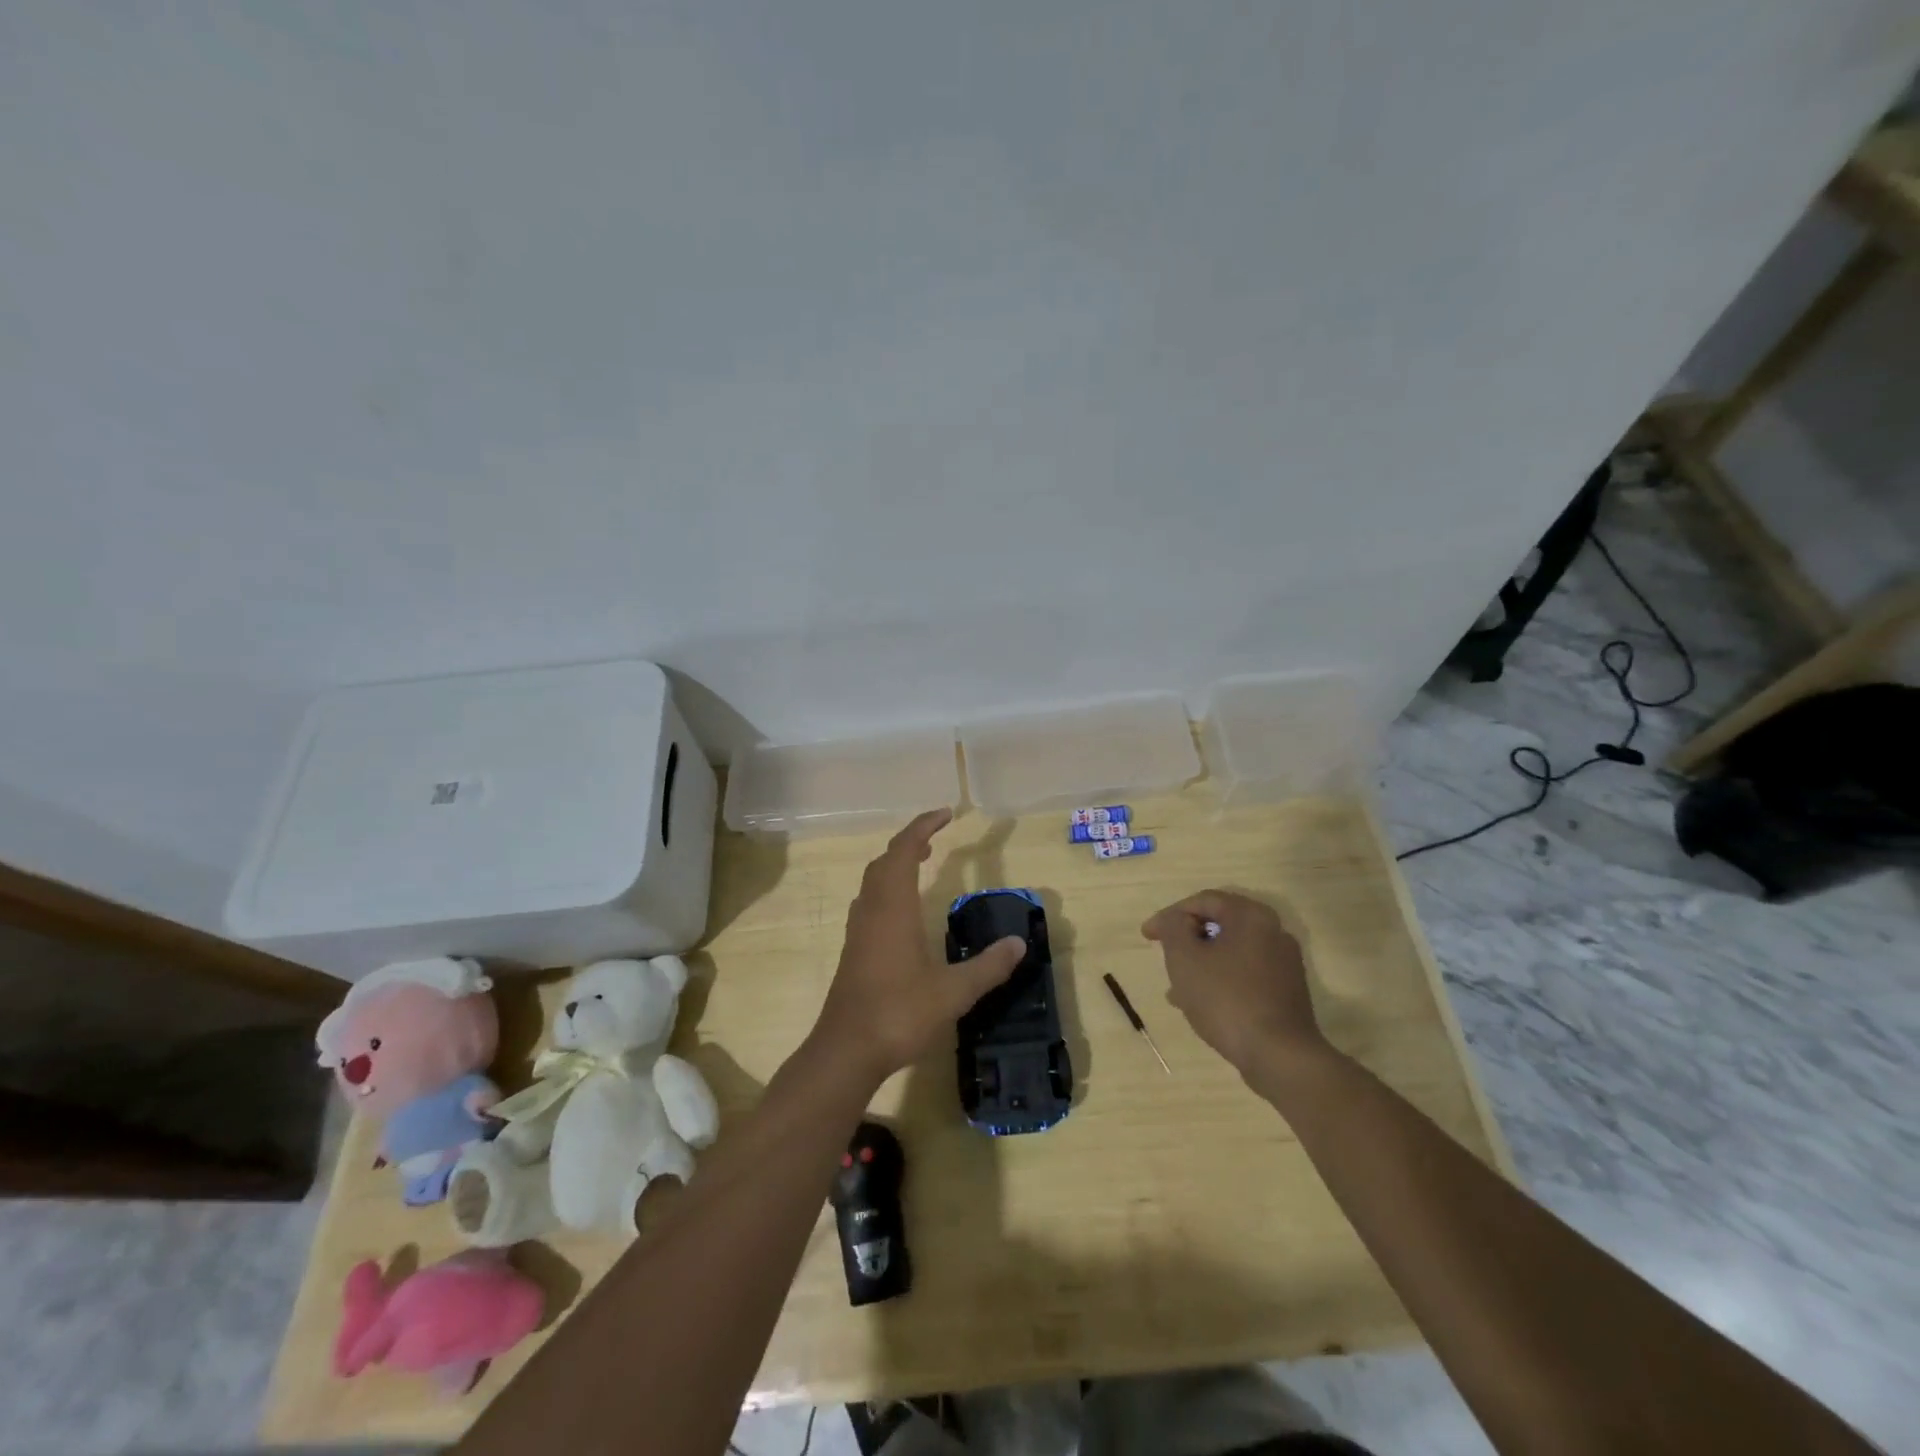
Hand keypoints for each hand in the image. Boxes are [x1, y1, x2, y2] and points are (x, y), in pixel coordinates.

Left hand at [814, 809, 1025, 1083]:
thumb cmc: (899, 1013)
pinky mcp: (854, 950)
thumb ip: (988, 967)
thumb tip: (1019, 943)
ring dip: (896, 864)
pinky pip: (870, 901)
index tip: (946, 815)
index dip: (923, 827)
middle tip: (936, 838)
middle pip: (885, 861)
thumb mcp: (953, 992)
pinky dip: (888, 888)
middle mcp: (872, 910)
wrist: (846, 1050)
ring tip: (922, 862)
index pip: (903, 851)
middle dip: (909, 842)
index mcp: (893, 908)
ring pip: (873, 881)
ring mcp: (859, 930)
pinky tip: (903, 910)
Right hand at [1141, 890, 1327, 1076]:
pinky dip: (1221, 980)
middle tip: (1164, 956)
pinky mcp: (1287, 991)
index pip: (1203, 901)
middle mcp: (1273, 931)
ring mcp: (1284, 963)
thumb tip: (1176, 920)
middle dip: (1187, 941)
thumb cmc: (1226, 999)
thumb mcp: (1185, 958)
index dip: (1170, 915)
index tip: (1148, 936)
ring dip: (1202, 964)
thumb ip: (1173, 928)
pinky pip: (1246, 974)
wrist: (1280, 1056)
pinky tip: (1202, 1005)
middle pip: (1219, 925)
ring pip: (1231, 953)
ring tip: (1176, 990)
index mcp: (1250, 916)